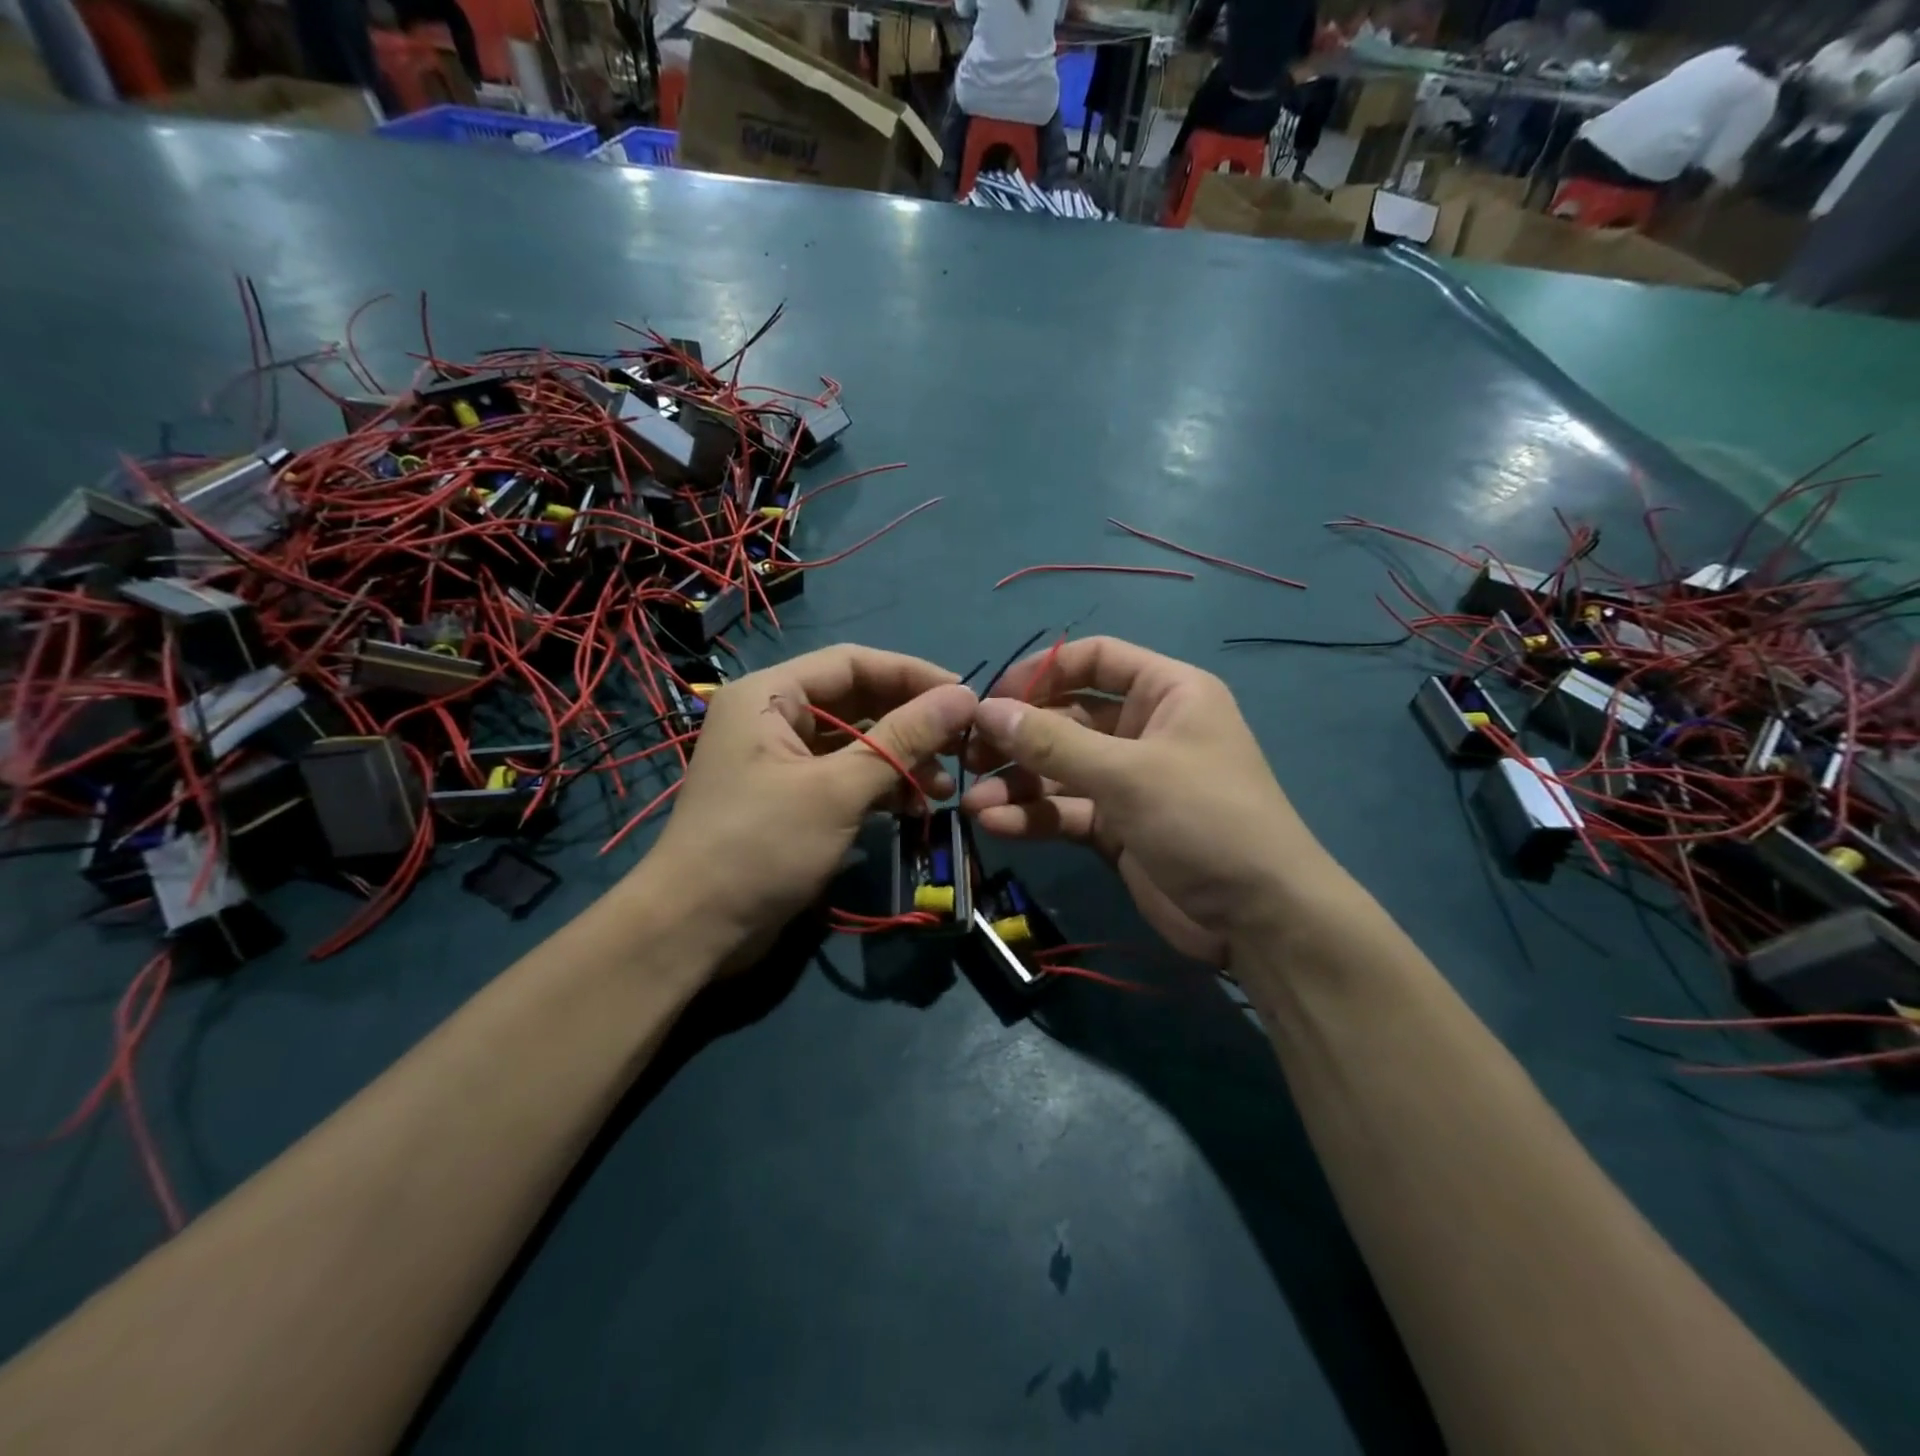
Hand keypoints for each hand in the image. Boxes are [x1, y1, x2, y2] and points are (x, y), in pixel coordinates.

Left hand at [643, 645, 976, 973]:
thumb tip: (965, 697)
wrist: (694, 930)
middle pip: (857, 701)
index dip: (912, 675)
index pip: (853, 663)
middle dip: (911, 722)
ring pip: (856, 743)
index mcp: (770, 695)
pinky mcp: (791, 798)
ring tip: (946, 787)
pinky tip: (916, 806)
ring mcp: (781, 760)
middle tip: (963, 744)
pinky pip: (845, 776)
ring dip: (901, 759)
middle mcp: (773, 717)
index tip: (966, 696)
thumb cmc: (761, 845)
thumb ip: (903, 739)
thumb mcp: (838, 789)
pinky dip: (881, 787)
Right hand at [961, 637, 1331, 965]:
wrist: (1259, 919)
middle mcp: (1145, 729)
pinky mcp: (1116, 827)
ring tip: (974, 801)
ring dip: (1018, 783)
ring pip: (1060, 769)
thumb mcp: (1127, 773)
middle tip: (970, 754)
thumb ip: (1053, 741)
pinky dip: (1034, 816)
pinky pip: (1066, 810)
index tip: (992, 697)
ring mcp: (1129, 781)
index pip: (1096, 659)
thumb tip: (987, 710)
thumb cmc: (1204, 818)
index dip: (1042, 672)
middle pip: (1068, 717)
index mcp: (1167, 693)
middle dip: (1019, 737)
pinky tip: (996, 824)